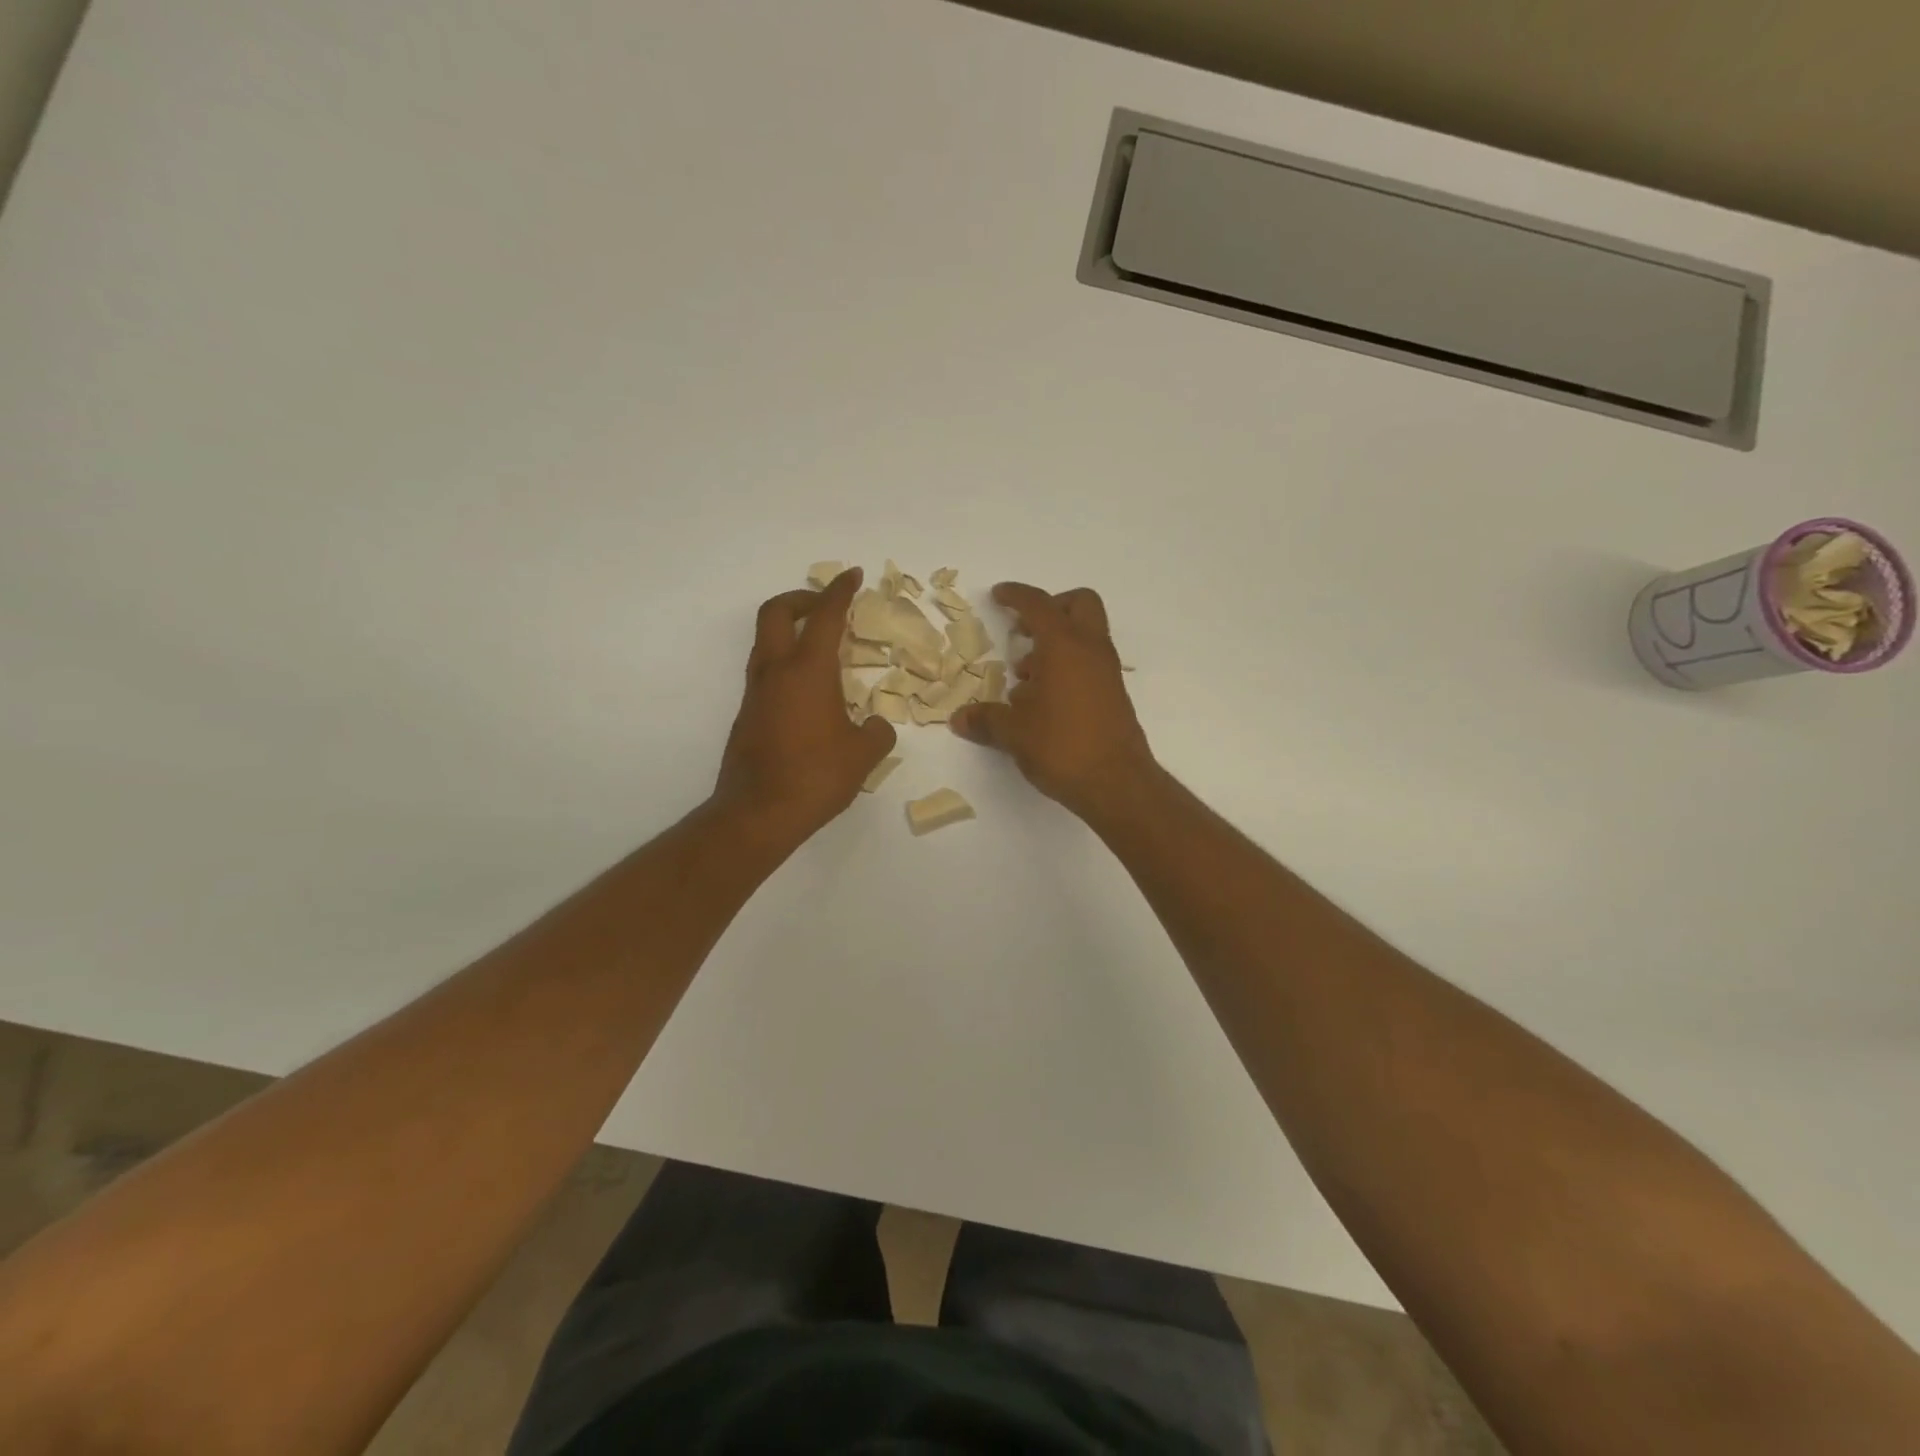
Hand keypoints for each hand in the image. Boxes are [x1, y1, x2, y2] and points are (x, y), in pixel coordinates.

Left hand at [713, 569, 896, 848]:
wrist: (757, 814)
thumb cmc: (815, 777)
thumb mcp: (863, 755)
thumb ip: (877, 732)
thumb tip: (875, 725)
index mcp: (808, 671)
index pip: (825, 616)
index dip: (840, 591)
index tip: (853, 576)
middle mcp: (775, 672)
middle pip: (777, 612)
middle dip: (802, 598)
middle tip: (826, 605)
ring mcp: (756, 693)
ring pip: (766, 641)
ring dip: (791, 630)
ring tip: (822, 646)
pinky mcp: (748, 715)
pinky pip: (766, 671)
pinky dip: (786, 662)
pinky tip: (810, 690)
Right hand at [949, 583, 1156, 820]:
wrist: (1117, 783)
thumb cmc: (1061, 746)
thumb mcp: (1013, 732)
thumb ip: (985, 719)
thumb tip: (959, 718)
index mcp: (1064, 645)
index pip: (1039, 604)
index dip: (1016, 595)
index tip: (999, 595)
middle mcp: (1091, 649)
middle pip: (1078, 604)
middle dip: (1050, 608)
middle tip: (1023, 631)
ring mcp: (1107, 672)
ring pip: (1085, 635)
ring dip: (1055, 643)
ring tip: (1025, 677)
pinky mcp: (1114, 694)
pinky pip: (1089, 663)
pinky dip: (1067, 667)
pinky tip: (1043, 701)